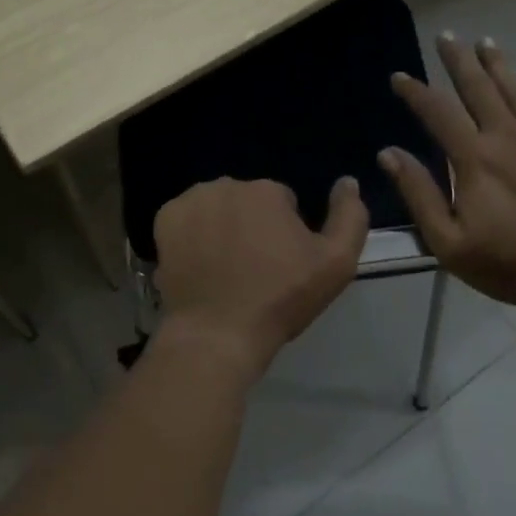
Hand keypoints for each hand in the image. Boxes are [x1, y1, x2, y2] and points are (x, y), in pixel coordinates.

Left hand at [152, 176, 368, 378]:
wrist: (218, 333)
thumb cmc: (280, 299)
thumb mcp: (336, 264)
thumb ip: (350, 216)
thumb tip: (347, 181)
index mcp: (267, 190)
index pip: (283, 202)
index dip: (285, 234)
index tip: (281, 264)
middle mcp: (226, 184)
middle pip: (248, 201)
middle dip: (252, 225)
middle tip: (253, 268)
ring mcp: (191, 201)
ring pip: (216, 207)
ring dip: (222, 226)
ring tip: (224, 268)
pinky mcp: (164, 219)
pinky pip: (187, 218)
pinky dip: (192, 234)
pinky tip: (199, 263)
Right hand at [380, 36, 515, 323]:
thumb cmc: (510, 263)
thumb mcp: (449, 242)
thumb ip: (419, 194)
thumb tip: (389, 154)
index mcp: (474, 159)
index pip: (437, 113)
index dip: (415, 92)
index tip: (399, 77)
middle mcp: (506, 138)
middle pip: (478, 89)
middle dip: (458, 60)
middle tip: (446, 35)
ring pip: (515, 92)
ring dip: (498, 65)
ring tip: (486, 40)